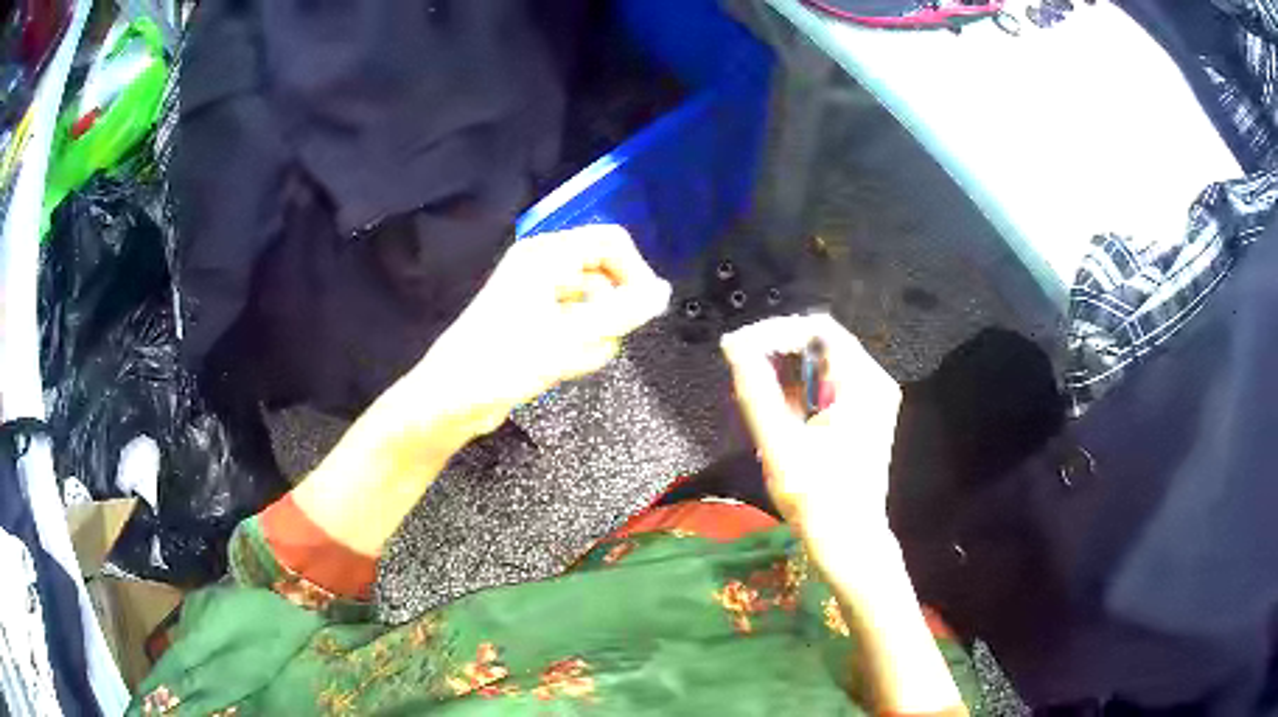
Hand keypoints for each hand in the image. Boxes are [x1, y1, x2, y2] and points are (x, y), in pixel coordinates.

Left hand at [397, 225, 671, 442]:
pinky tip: (562, 367)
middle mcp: (545, 267)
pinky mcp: (539, 324)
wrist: (454, 398)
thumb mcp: (569, 337)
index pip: (612, 243)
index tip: (645, 310)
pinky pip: (578, 328)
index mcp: (547, 254)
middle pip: (606, 277)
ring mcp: (541, 296)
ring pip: (595, 308)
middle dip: (609, 315)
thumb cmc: (504, 361)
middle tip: (599, 343)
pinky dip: (579, 348)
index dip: (635, 273)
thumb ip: (623, 312)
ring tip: (569, 360)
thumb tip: (662, 292)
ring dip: (593, 338)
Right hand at [721, 314, 900, 534]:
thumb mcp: (779, 444)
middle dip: (778, 353)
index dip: (774, 331)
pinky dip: (800, 392)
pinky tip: (782, 417)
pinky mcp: (863, 414)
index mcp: (863, 383)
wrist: (848, 540)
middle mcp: (873, 382)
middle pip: (820, 343)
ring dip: (787, 374)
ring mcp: (872, 398)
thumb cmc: (817, 498)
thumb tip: (734, 346)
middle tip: (743, 373)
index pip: (816, 329)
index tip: (739, 348)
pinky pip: (827, 385)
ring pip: (821, 364)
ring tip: (760, 401)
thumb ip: (756, 391)